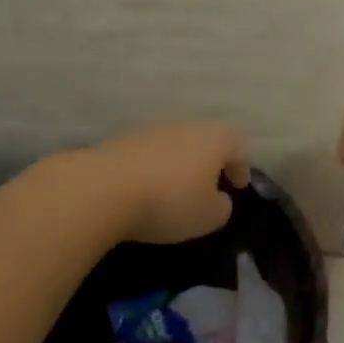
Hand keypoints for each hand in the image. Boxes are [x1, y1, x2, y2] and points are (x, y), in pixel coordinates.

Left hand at [78, 122, 250, 244]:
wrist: (103, 188)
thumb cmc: (168, 201)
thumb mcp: (208, 217)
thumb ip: (222, 207)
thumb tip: (218, 198)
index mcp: (213, 138)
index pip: (237, 144)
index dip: (241, 166)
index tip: (237, 186)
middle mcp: (185, 125)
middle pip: (205, 139)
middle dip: (209, 162)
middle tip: (208, 187)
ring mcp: (151, 129)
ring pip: (175, 143)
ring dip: (179, 163)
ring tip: (174, 189)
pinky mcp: (122, 139)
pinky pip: (148, 152)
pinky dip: (152, 167)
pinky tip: (145, 189)